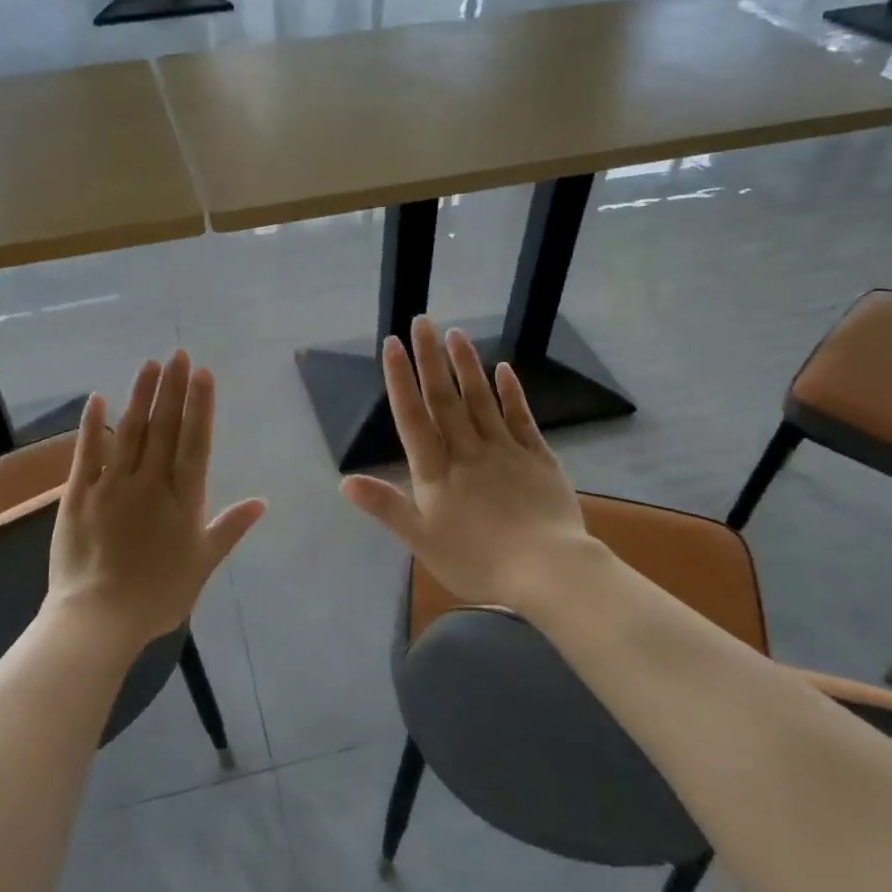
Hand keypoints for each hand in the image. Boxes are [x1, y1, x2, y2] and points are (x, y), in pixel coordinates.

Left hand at [43, 350, 264, 651]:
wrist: (99, 619)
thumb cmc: (158, 596)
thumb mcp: (203, 564)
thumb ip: (229, 528)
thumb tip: (262, 502)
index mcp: (182, 499)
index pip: (195, 441)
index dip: (200, 405)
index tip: (202, 373)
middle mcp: (150, 482)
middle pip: (164, 427)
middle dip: (172, 388)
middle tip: (177, 353)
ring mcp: (112, 485)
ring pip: (129, 431)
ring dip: (140, 395)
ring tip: (149, 364)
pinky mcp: (79, 495)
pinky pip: (86, 453)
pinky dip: (93, 424)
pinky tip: (98, 398)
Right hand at [340, 316, 598, 610]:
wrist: (547, 570)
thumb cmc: (478, 561)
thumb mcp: (421, 541)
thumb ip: (385, 506)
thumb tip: (343, 481)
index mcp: (436, 471)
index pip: (413, 416)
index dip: (400, 379)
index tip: (392, 344)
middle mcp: (467, 451)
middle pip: (444, 398)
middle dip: (430, 358)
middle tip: (422, 321)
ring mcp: (505, 450)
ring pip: (481, 399)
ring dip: (466, 365)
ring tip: (456, 333)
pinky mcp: (538, 458)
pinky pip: (521, 418)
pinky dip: (511, 392)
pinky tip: (503, 369)